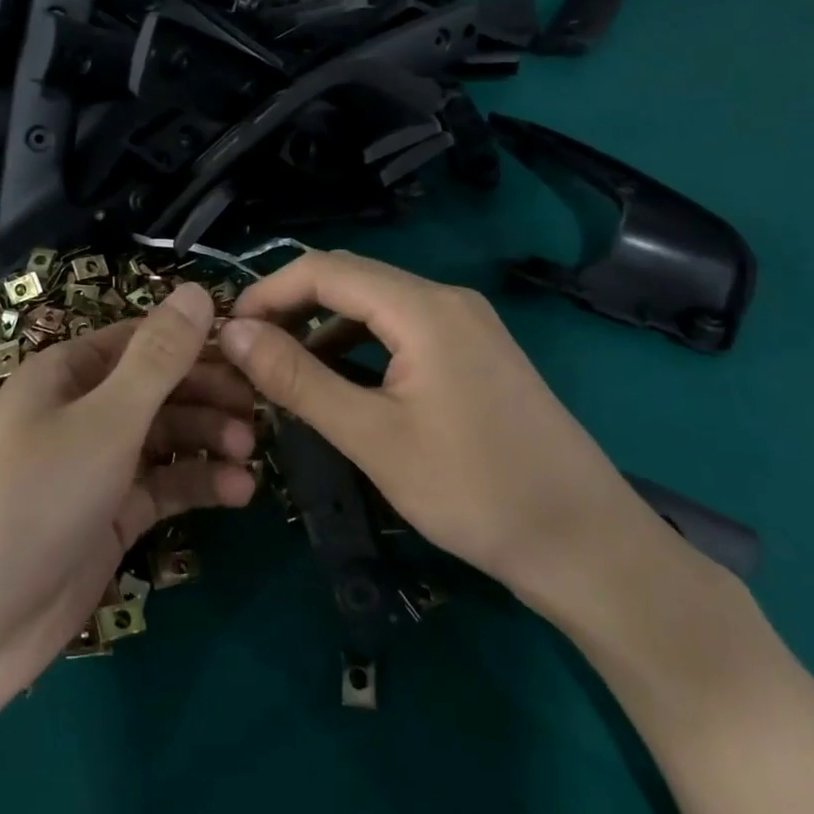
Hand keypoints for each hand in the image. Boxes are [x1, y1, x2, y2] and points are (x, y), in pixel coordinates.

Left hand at [0, 281, 258, 729]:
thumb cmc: (38, 496)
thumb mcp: (106, 419)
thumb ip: (159, 358)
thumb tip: (198, 291)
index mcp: (67, 371)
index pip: (143, 340)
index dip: (196, 342)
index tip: (253, 351)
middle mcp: (82, 410)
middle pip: (158, 388)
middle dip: (208, 395)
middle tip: (260, 409)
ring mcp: (96, 465)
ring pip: (166, 437)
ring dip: (209, 440)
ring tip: (251, 453)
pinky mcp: (110, 514)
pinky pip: (163, 486)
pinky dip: (198, 485)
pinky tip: (240, 492)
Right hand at [217, 250, 644, 600]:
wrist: (587, 545)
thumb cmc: (474, 491)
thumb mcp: (372, 436)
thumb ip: (298, 378)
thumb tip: (232, 333)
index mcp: (423, 307)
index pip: (325, 269)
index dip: (268, 292)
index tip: (226, 331)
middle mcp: (446, 299)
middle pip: (350, 278)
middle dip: (292, 306)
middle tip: (247, 351)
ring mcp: (466, 324)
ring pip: (375, 304)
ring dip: (323, 326)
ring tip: (282, 368)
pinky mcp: (474, 352)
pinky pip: (401, 329)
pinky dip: (358, 344)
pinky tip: (338, 381)